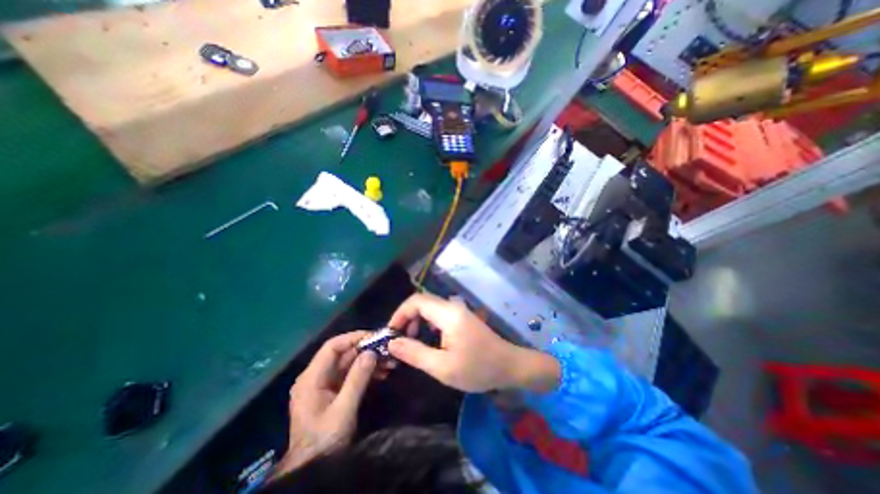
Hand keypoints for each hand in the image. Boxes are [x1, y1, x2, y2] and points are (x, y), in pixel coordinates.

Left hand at [277, 332, 381, 473]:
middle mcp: (316, 376)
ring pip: (349, 363)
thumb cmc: (324, 440)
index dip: (354, 338)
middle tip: (387, 349)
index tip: (375, 337)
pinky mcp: (332, 392)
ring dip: (369, 361)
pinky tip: (382, 374)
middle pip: (342, 354)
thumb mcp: (343, 409)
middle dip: (366, 350)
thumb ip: (357, 379)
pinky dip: (365, 372)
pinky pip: (350, 375)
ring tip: (389, 362)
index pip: (332, 346)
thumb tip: (371, 352)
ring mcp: (324, 384)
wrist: (311, 469)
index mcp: (312, 378)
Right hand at [387, 294, 559, 393]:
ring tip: (411, 341)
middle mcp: (452, 306)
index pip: (416, 301)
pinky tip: (427, 339)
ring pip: (429, 307)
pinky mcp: (462, 316)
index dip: (399, 314)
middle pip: (422, 302)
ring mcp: (459, 310)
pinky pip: (438, 313)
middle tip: (399, 340)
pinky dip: (427, 322)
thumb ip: (415, 353)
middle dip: (406, 318)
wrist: (509, 365)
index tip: (390, 333)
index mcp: (448, 314)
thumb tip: (392, 343)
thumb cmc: (478, 368)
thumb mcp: (443, 367)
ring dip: (416, 320)